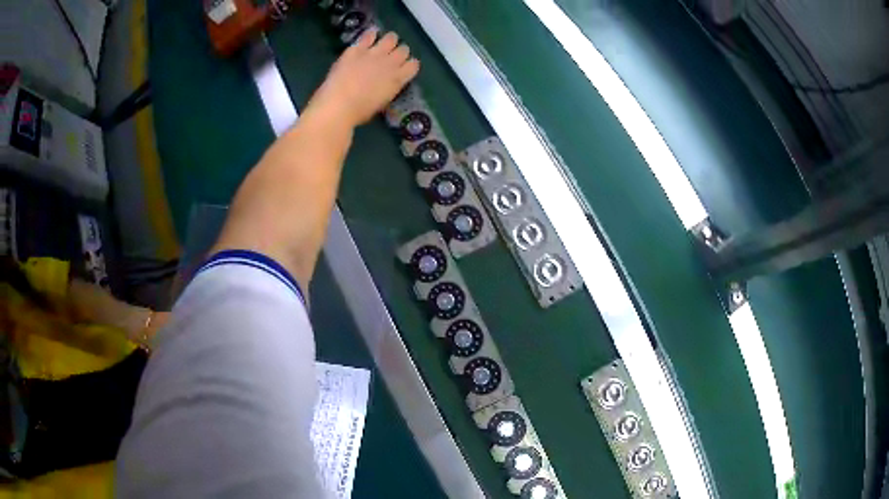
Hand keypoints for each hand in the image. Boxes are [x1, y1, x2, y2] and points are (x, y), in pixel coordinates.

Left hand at [307, 29, 419, 128]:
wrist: (338, 105)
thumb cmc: (359, 112)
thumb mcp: (381, 103)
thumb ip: (387, 88)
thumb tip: (386, 84)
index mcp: (398, 79)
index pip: (413, 65)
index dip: (409, 65)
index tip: (403, 67)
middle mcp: (390, 63)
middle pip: (404, 49)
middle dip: (399, 51)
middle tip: (391, 56)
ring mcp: (373, 53)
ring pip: (391, 38)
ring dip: (389, 40)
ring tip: (382, 44)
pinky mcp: (357, 49)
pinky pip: (368, 35)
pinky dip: (370, 34)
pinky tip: (370, 35)